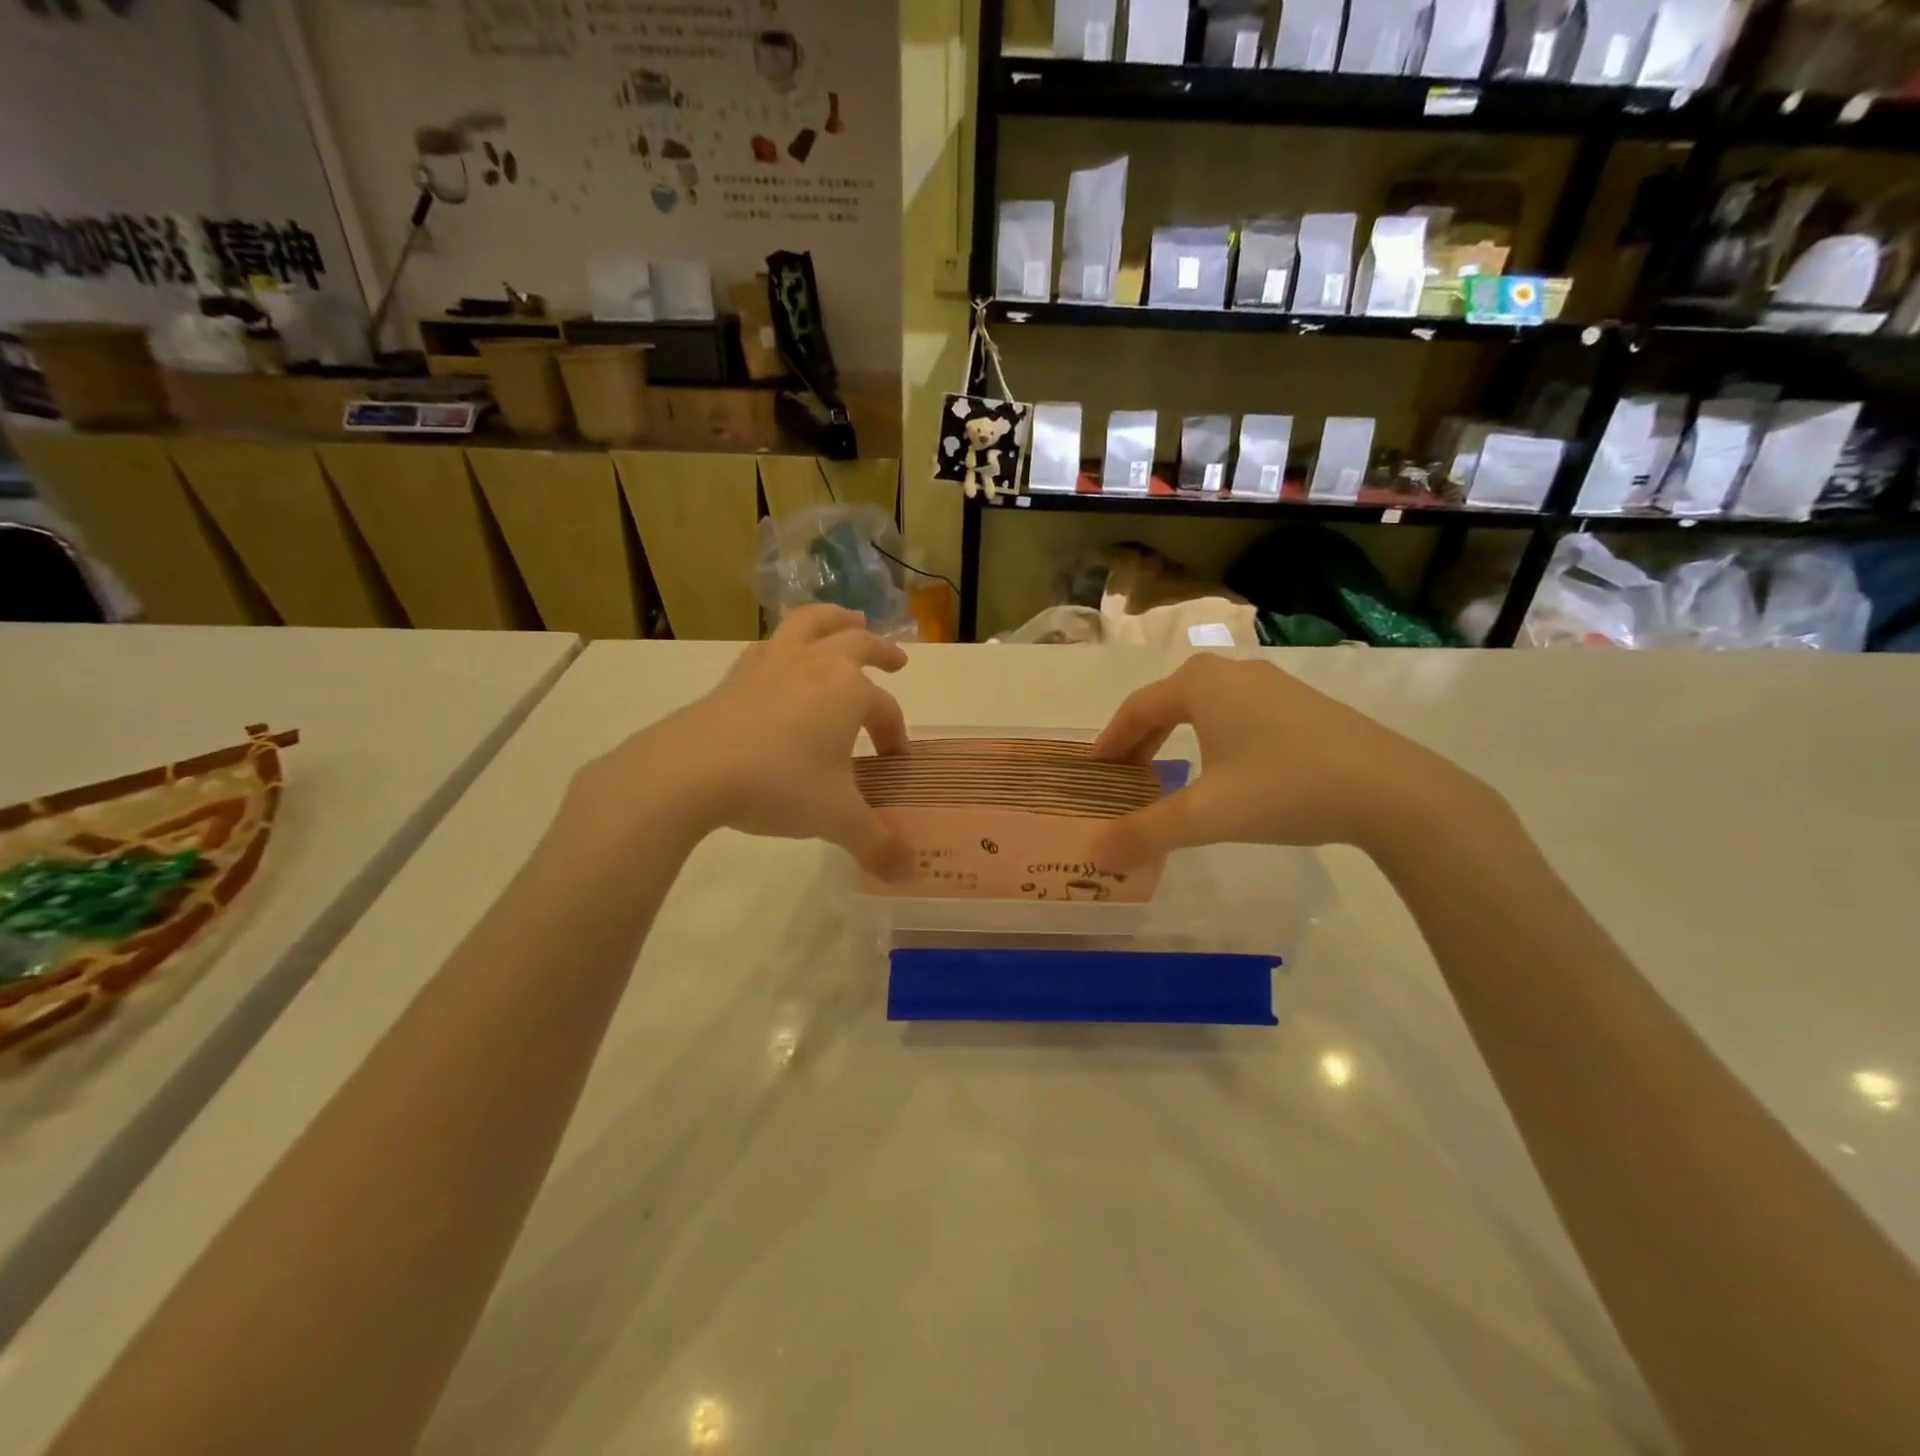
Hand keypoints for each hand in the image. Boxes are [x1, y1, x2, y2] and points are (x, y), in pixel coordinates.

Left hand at [576, 606, 912, 877]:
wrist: (691, 771)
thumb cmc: (778, 784)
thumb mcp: (836, 818)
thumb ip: (876, 842)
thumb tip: (908, 873)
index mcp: (848, 690)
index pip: (884, 709)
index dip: (894, 735)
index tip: (892, 762)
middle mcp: (815, 664)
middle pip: (856, 644)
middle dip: (881, 650)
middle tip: (896, 661)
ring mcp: (771, 664)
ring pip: (809, 625)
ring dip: (833, 620)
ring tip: (846, 619)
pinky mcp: (735, 675)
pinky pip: (769, 645)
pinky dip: (786, 644)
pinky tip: (782, 658)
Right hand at [1089, 655, 1491, 864]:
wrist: (1392, 790)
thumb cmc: (1285, 788)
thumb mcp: (1207, 815)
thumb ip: (1146, 832)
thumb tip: (1094, 853)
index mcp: (1200, 684)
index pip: (1136, 709)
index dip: (1109, 741)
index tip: (1093, 771)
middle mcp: (1231, 672)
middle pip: (1167, 703)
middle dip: (1139, 739)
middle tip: (1124, 776)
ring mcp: (1271, 684)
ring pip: (1203, 707)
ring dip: (1175, 736)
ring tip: (1167, 774)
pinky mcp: (1302, 703)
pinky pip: (1236, 713)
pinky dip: (1211, 736)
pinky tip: (1224, 769)